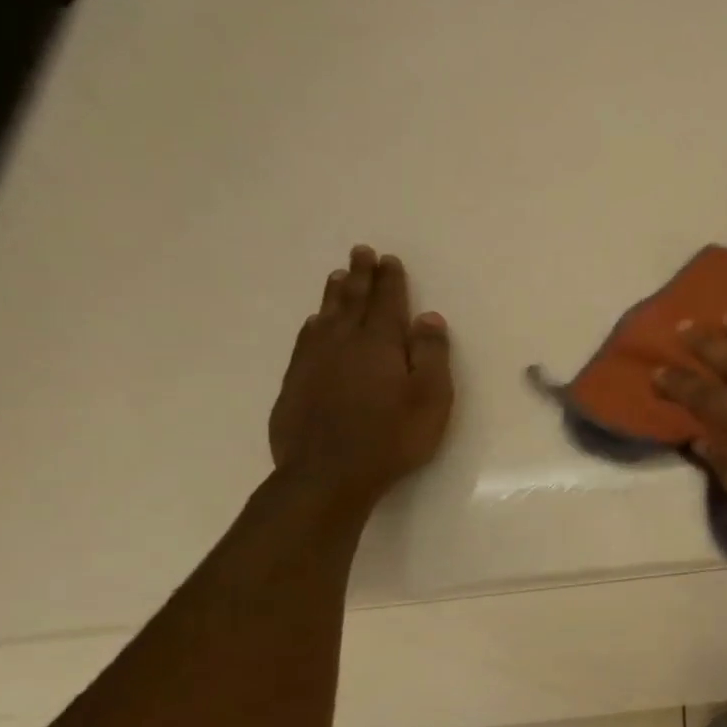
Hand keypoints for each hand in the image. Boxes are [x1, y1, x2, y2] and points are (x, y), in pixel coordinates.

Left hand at [269, 246, 454, 511]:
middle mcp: (343, 343)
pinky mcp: (295, 383)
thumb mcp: (431, 398)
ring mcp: (314, 362)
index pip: (387, 303)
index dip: (390, 280)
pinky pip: (305, 340)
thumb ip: (431, 355)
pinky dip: (313, 324)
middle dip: (360, 276)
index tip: (389, 259)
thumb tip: (428, 317)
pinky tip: (314, 322)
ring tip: (338, 276)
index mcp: (379, 344)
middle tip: (360, 252)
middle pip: (352, 302)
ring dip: (335, 294)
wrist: (327, 474)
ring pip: (325, 317)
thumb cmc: (392, 437)